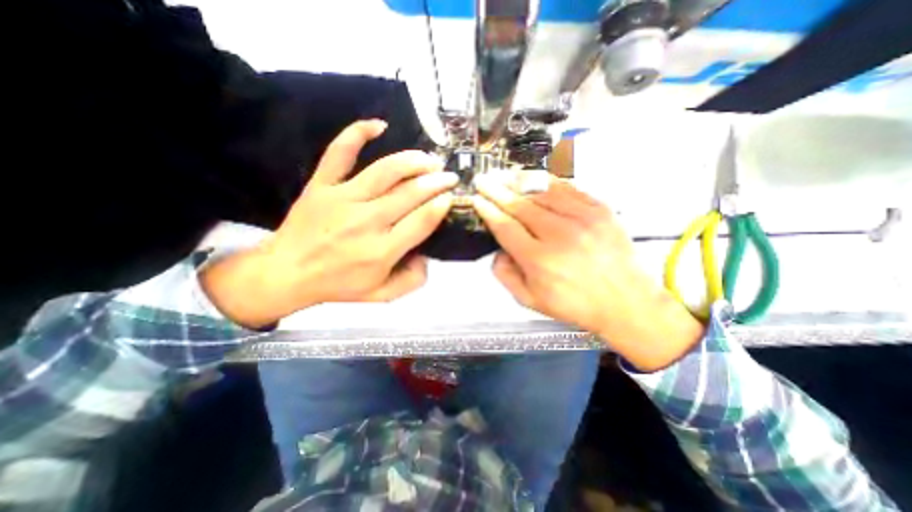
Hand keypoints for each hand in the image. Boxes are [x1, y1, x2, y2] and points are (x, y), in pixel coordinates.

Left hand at [200, 121, 454, 327]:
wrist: (286, 273)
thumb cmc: (339, 285)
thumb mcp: (381, 295)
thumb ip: (412, 280)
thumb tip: (427, 255)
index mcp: (382, 251)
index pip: (421, 221)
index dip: (441, 205)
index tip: (451, 197)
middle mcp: (366, 222)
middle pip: (410, 193)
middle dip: (437, 181)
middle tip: (449, 176)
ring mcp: (342, 198)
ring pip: (385, 170)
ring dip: (413, 161)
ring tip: (430, 159)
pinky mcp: (321, 185)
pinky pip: (339, 152)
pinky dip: (358, 133)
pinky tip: (379, 125)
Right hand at [469, 174, 703, 369]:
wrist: (625, 301)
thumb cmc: (574, 304)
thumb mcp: (530, 300)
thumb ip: (505, 275)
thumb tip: (497, 250)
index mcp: (540, 260)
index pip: (506, 227)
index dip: (488, 211)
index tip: (477, 200)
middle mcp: (559, 235)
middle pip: (520, 205)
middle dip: (496, 190)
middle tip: (483, 180)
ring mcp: (582, 218)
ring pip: (542, 191)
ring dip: (518, 181)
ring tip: (503, 174)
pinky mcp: (600, 210)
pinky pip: (568, 188)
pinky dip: (547, 180)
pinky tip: (534, 177)